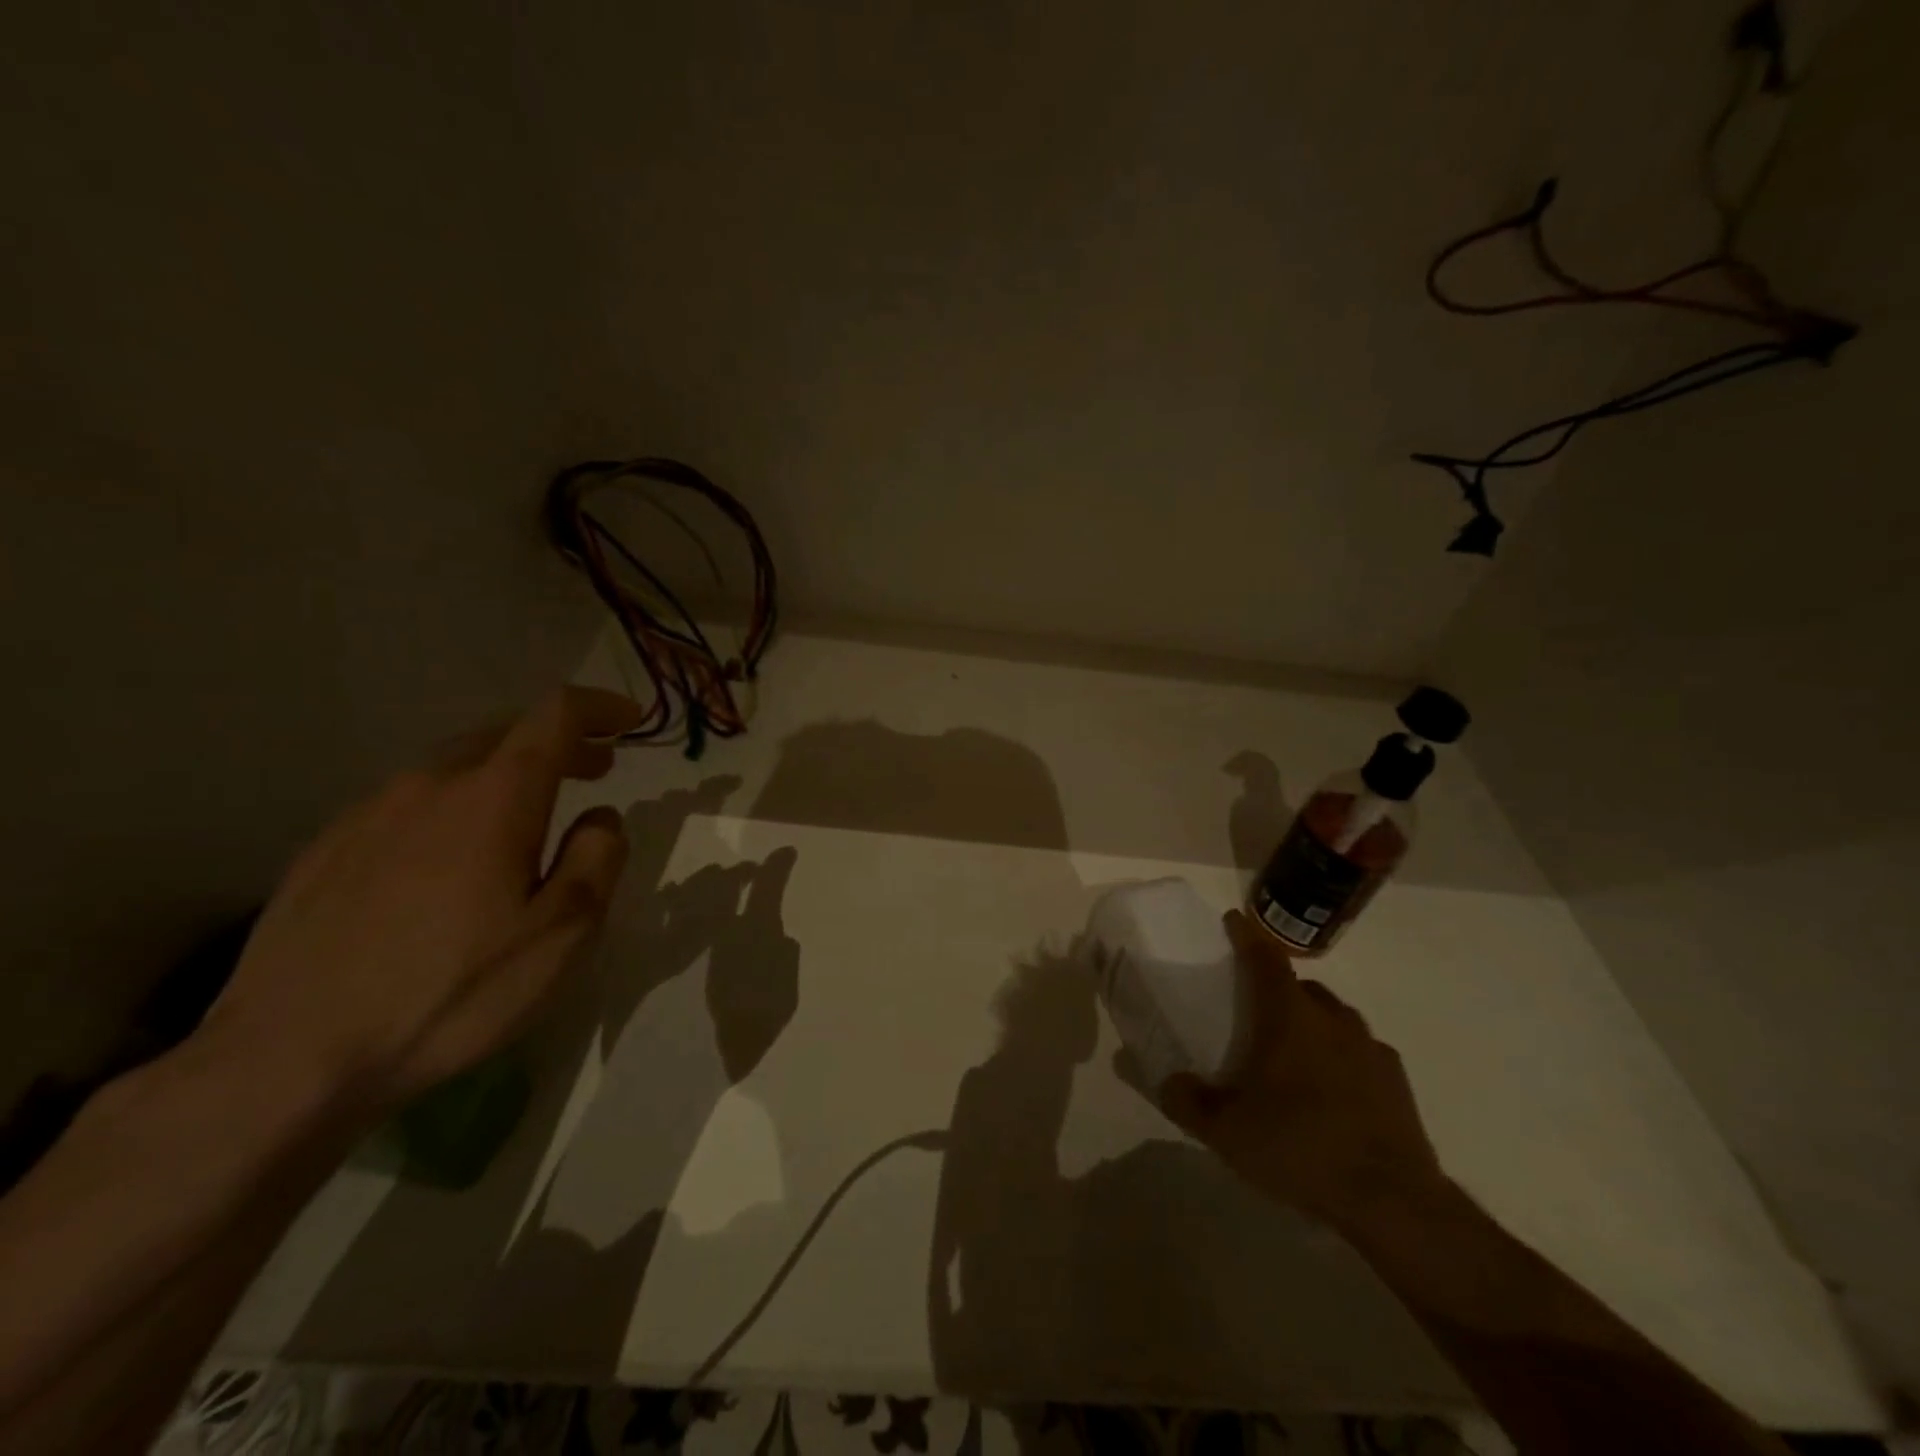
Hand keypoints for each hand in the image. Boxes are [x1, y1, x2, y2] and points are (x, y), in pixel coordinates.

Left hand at [198, 687, 647, 1122]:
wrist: (287, 1059)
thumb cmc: (452, 992)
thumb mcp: (562, 934)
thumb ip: (598, 859)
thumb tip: (600, 817)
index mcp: (494, 798)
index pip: (555, 716)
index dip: (599, 707)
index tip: (630, 718)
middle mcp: (430, 786)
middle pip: (504, 733)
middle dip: (559, 741)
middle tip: (596, 768)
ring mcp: (368, 815)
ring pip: (453, 766)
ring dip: (505, 773)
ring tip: (529, 813)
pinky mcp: (326, 851)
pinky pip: (409, 803)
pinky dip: (454, 804)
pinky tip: (453, 855)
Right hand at [1160, 911, 1445, 1231]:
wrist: (1392, 1202)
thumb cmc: (1299, 1148)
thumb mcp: (1225, 1132)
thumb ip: (1188, 1101)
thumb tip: (1169, 1081)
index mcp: (1288, 1017)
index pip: (1264, 959)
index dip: (1247, 936)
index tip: (1234, 921)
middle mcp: (1331, 1019)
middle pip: (1300, 987)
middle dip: (1277, 990)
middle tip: (1256, 1013)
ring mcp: (1369, 1048)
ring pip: (1333, 1018)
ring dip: (1311, 1024)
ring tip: (1293, 1057)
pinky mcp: (1396, 1080)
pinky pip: (1359, 1052)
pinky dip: (1341, 1057)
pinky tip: (1332, 1092)